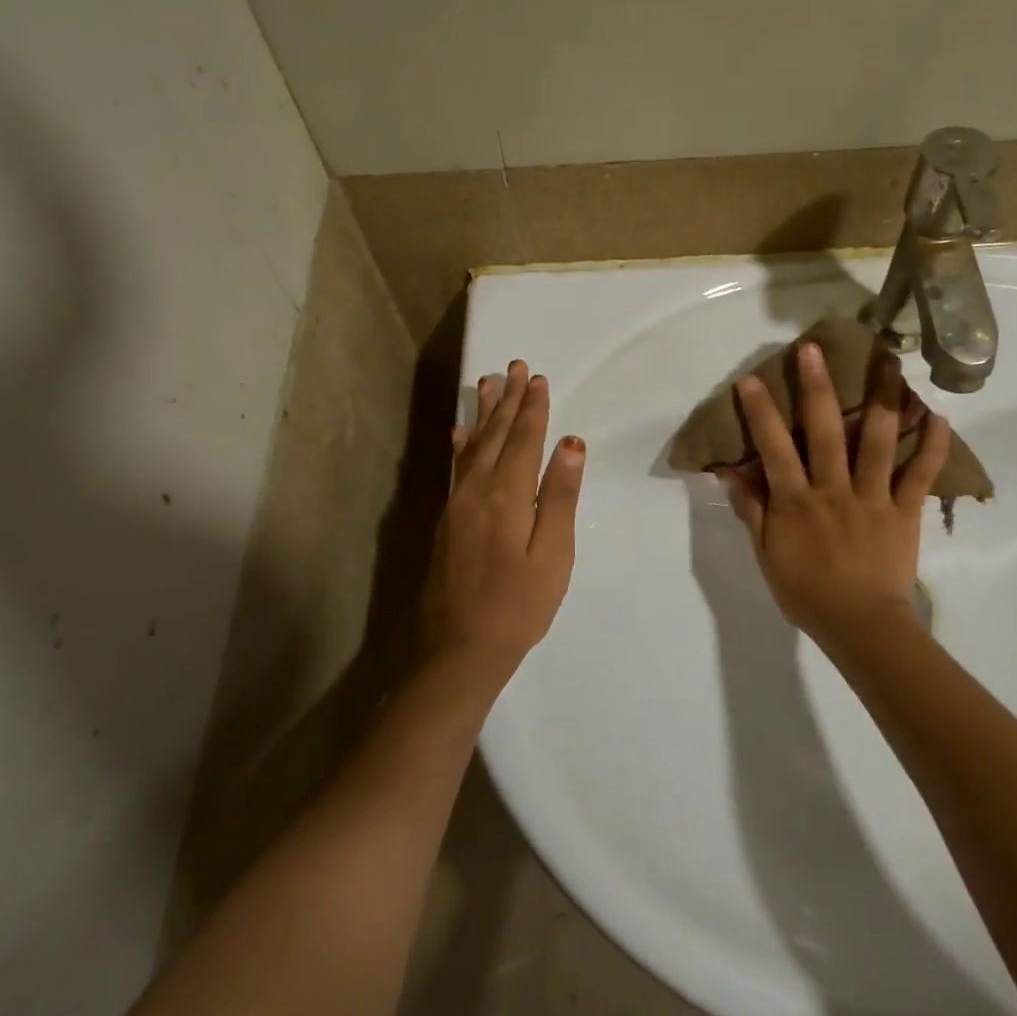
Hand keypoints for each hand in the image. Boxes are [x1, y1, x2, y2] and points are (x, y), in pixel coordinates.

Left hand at [421, 360, 584, 677]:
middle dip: (508, 400)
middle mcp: (476, 490)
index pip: (524, 439)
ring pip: (471, 446)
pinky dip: (460, 445)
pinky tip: (457, 432)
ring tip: (487, 382)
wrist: (459, 649)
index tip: (539, 378)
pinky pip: (455, 468)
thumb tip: (571, 443)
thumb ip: (560, 496)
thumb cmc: (519, 606)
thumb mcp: (553, 554)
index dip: (533, 408)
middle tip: (515, 366)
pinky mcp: (446, 521)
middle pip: (496, 435)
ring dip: (483, 413)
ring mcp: (455, 505)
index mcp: (508, 495)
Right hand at [720, 341, 951, 646]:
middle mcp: (833, 489)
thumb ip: (753, 513)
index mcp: (797, 501)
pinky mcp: (904, 510)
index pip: (774, 448)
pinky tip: (939, 416)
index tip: (753, 380)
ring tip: (889, 363)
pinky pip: (920, 474)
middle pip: (824, 431)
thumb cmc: (807, 593)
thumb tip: (733, 475)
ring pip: (877, 441)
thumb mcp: (767, 557)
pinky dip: (931, 446)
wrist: (860, 626)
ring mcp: (873, 497)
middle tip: (815, 349)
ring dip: (882, 399)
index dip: (762, 413)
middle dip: (818, 387)